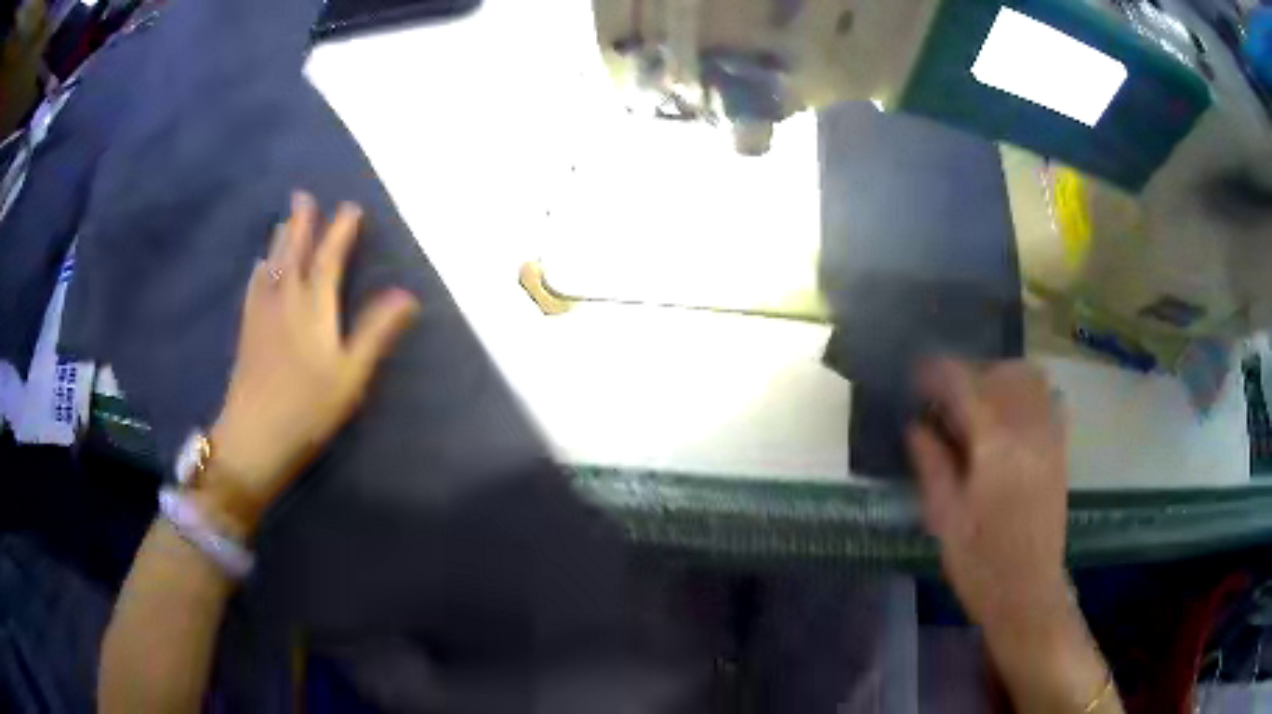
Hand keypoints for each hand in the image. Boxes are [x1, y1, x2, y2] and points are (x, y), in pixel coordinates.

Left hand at [202, 191, 420, 535]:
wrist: (254, 436)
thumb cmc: (307, 408)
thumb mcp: (351, 374)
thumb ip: (376, 332)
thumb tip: (407, 294)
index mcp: (314, 307)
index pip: (328, 259)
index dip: (340, 231)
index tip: (350, 208)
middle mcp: (286, 300)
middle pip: (293, 252)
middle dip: (300, 222)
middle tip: (302, 195)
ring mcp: (262, 315)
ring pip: (272, 265)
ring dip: (279, 239)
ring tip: (283, 221)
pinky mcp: (248, 332)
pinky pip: (255, 287)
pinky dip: (260, 270)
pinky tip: (258, 267)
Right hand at [908, 359, 1067, 627]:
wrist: (1027, 592)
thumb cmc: (979, 565)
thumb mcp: (944, 520)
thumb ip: (933, 466)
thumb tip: (916, 427)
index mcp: (994, 449)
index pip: (965, 386)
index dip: (937, 374)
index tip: (918, 378)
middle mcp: (1027, 432)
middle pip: (1001, 372)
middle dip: (970, 373)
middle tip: (946, 397)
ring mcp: (1049, 439)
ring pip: (1030, 378)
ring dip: (1000, 377)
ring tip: (979, 402)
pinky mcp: (1060, 451)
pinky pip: (1050, 399)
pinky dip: (1028, 393)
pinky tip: (1011, 415)